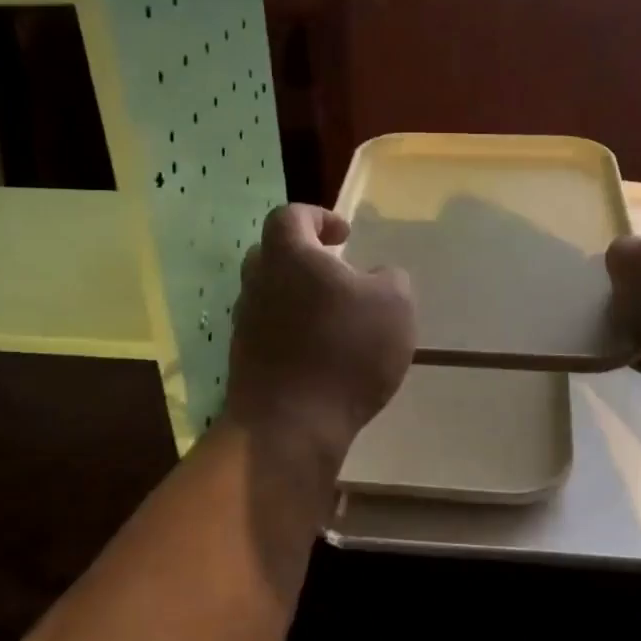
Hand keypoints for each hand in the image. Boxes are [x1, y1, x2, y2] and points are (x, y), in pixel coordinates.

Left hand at [225, 204, 414, 459]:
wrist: (291, 425)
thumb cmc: (345, 351)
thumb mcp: (394, 305)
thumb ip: (391, 279)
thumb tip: (378, 277)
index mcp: (289, 256)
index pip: (291, 215)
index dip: (319, 217)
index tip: (345, 236)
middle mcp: (258, 283)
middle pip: (273, 254)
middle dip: (304, 257)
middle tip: (336, 273)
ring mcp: (246, 324)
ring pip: (270, 295)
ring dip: (299, 297)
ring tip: (335, 317)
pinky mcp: (246, 360)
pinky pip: (271, 331)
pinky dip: (294, 331)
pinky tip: (323, 353)